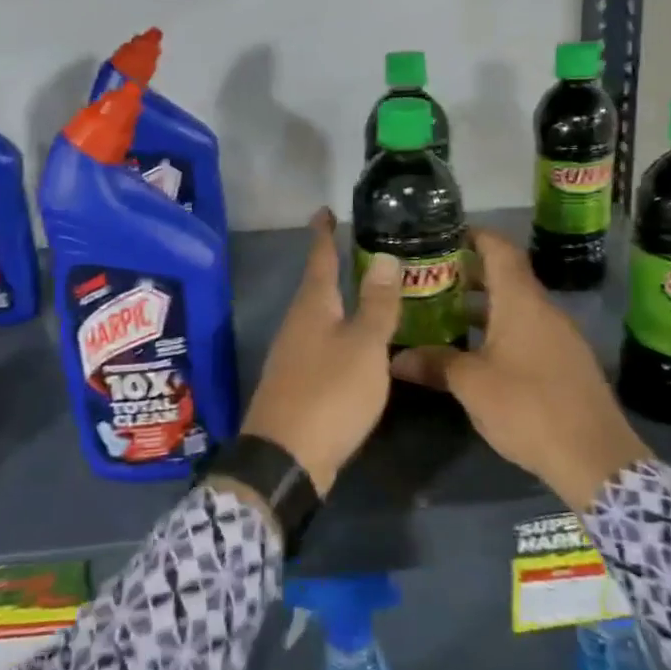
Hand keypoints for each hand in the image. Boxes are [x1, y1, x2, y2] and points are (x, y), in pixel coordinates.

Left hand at [236, 209, 403, 497]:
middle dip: (334, 266)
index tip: (325, 210)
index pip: (320, 258)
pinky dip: (340, 333)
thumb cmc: (330, 393)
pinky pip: (321, 344)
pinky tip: (357, 345)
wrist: (286, 459)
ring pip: (319, 316)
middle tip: (360, 250)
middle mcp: (298, 323)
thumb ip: (376, 303)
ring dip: (339, 302)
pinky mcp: (297, 382)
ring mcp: (293, 354)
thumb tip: (384, 257)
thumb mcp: (364, 345)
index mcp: (313, 306)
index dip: (324, 234)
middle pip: (316, 286)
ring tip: (366, 294)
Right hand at [393, 228, 650, 511]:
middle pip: (506, 276)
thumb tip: (396, 358)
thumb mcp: (471, 385)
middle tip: (431, 279)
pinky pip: (528, 330)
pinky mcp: (567, 362)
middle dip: (469, 274)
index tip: (444, 235)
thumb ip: (435, 363)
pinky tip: (478, 352)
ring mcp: (560, 336)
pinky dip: (501, 329)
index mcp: (521, 301)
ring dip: (484, 306)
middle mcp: (543, 309)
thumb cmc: (528, 407)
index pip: (499, 249)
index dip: (474, 236)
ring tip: (446, 314)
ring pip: (516, 306)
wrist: (595, 458)